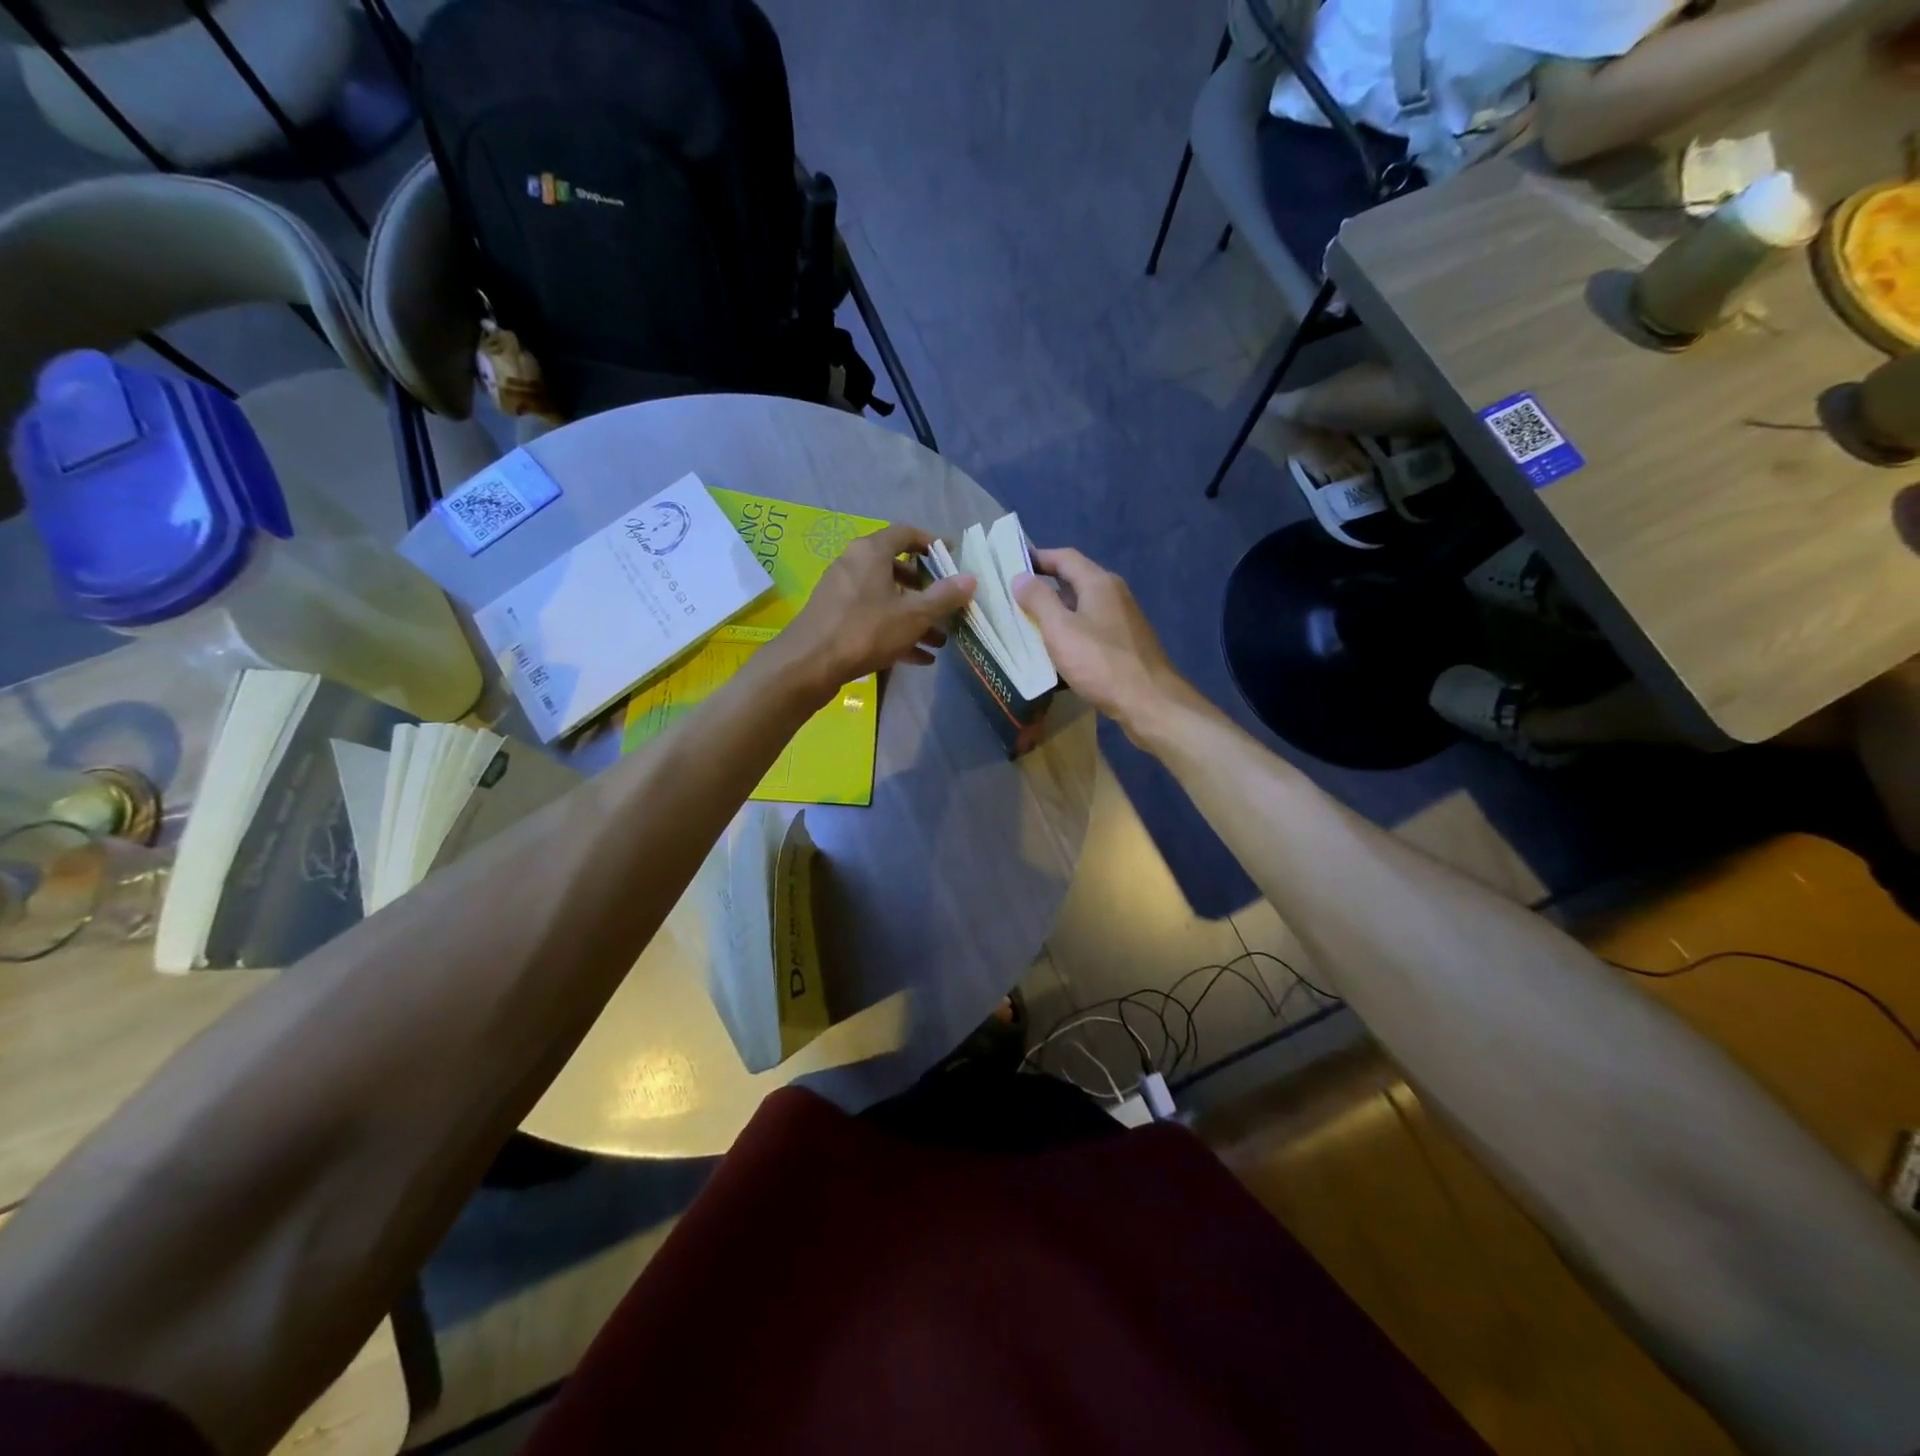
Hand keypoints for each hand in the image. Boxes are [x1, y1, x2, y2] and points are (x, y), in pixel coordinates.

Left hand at [775, 523, 975, 701]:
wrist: (809, 664)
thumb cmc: (865, 630)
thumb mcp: (913, 615)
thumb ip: (944, 596)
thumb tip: (970, 578)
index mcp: (871, 552)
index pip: (906, 534)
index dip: (932, 544)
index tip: (952, 559)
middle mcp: (854, 564)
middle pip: (897, 568)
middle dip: (926, 589)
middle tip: (947, 605)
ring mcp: (842, 592)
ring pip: (886, 598)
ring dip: (914, 617)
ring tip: (940, 640)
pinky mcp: (835, 617)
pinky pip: (873, 618)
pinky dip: (895, 631)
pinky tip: (919, 658)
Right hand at [1012, 547, 1201, 744]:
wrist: (1148, 702)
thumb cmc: (1101, 662)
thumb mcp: (1061, 630)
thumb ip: (1039, 600)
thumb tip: (1020, 577)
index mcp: (1099, 583)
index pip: (1065, 557)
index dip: (1037, 557)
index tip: (1012, 565)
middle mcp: (1114, 594)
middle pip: (1074, 580)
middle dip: (1045, 587)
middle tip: (1014, 598)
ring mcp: (1122, 619)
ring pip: (1082, 607)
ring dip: (1056, 613)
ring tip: (1028, 625)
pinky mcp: (1125, 643)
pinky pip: (1091, 629)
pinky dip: (1071, 633)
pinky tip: (1057, 652)